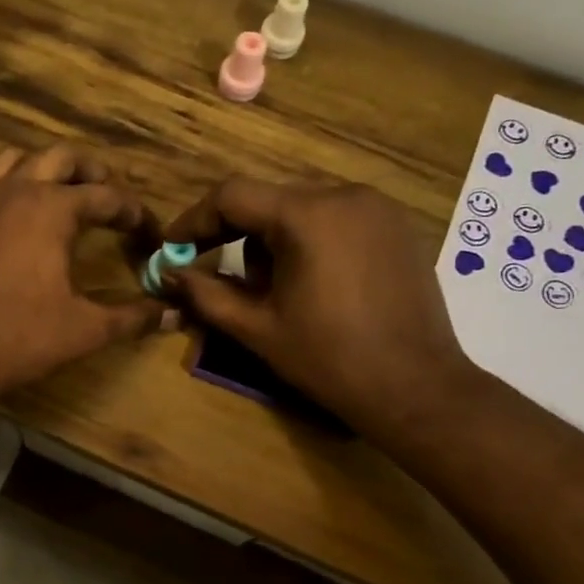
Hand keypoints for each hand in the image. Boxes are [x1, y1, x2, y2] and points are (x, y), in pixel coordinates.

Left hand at [0, 146, 169, 404]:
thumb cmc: (21, 337)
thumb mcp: (86, 329)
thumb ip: (132, 317)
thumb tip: (173, 314)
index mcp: (54, 209)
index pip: (106, 196)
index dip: (133, 211)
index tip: (147, 229)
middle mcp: (16, 190)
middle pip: (60, 157)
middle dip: (89, 171)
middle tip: (105, 193)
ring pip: (12, 160)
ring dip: (39, 168)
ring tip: (54, 190)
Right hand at [162, 179, 475, 442]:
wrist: (415, 387)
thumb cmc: (329, 359)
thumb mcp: (257, 329)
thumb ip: (206, 294)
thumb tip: (168, 274)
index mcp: (307, 215)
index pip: (232, 195)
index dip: (195, 220)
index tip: (174, 251)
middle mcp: (345, 195)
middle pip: (269, 201)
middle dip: (237, 237)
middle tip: (226, 281)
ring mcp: (378, 208)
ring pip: (303, 209)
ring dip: (276, 241)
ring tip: (278, 291)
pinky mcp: (398, 226)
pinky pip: (337, 219)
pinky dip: (312, 241)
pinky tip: (316, 285)